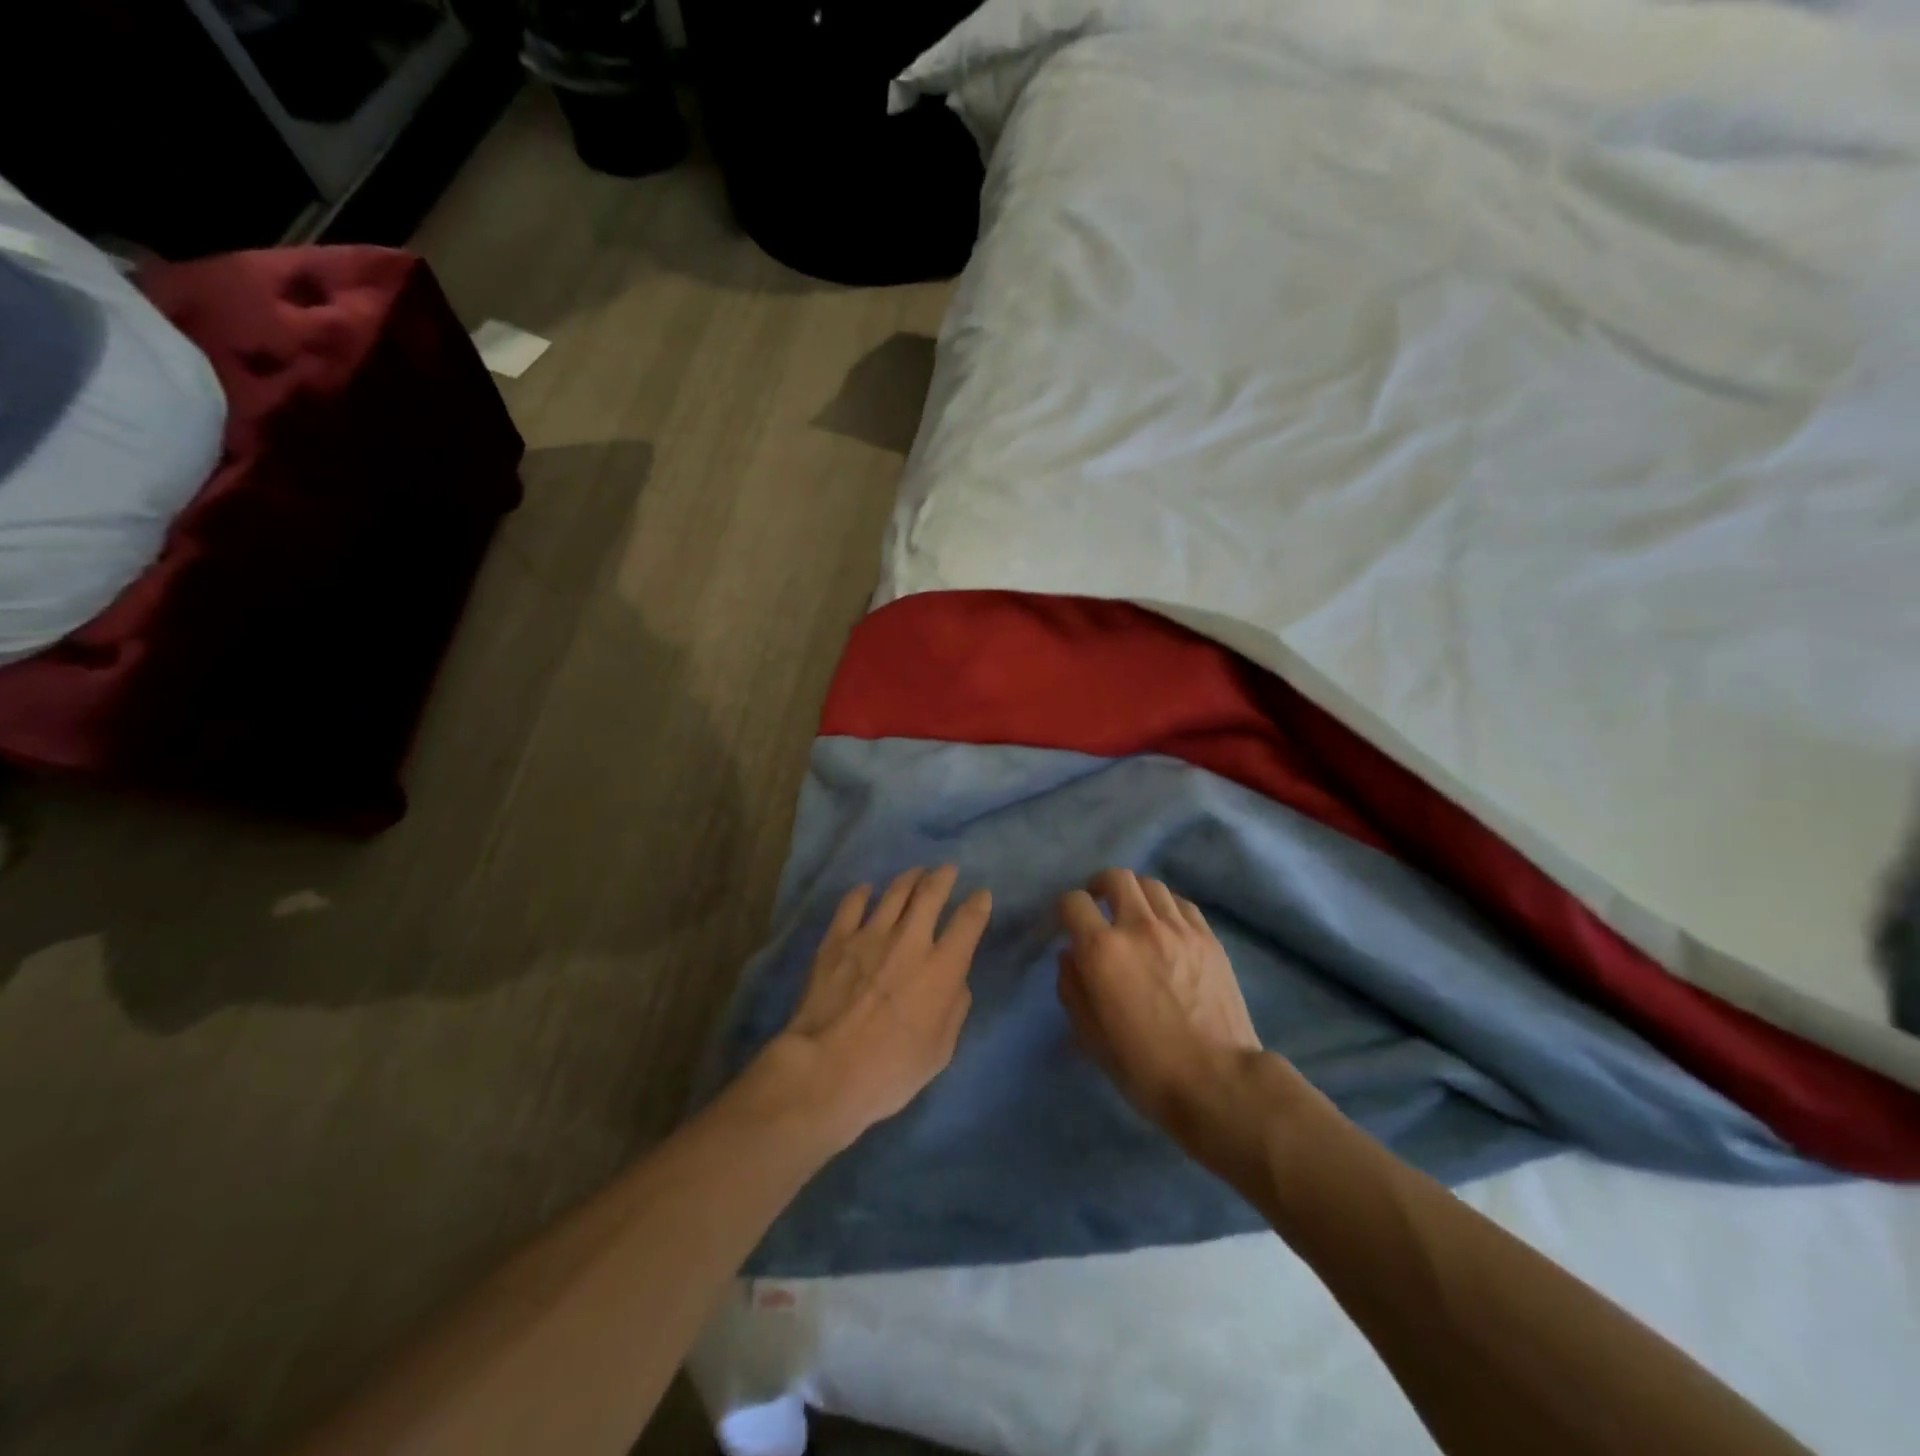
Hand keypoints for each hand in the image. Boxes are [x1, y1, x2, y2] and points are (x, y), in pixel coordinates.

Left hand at [755, 866, 990, 1150]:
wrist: (826, 1069)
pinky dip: (862, 893)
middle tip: (947, 869)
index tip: (981, 896)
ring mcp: (870, 935)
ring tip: (915, 873)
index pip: (968, 922)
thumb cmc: (891, 1070)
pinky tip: (866, 890)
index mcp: (942, 968)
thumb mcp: (940, 1051)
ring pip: (895, 892)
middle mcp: (910, 940)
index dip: (978, 905)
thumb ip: (954, 1009)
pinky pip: (852, 904)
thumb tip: (956, 982)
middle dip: (943, 877)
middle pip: (931, 893)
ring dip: (909, 878)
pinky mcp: (836, 940)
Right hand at [1057, 868, 1263, 1133]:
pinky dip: (1165, 907)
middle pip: (1115, 878)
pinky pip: (1181, 903)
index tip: (1068, 925)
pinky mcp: (1208, 937)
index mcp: (1102, 950)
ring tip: (1134, 915)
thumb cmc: (1144, 1067)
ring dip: (1134, 894)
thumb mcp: (1090, 1036)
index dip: (1065, 909)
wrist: (1217, 1082)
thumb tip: (1069, 954)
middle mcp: (1138, 927)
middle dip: (1099, 887)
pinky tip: (1166, 928)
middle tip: (1099, 907)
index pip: (1073, 902)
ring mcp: (1178, 928)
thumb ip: (1071, 986)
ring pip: (1150, 885)